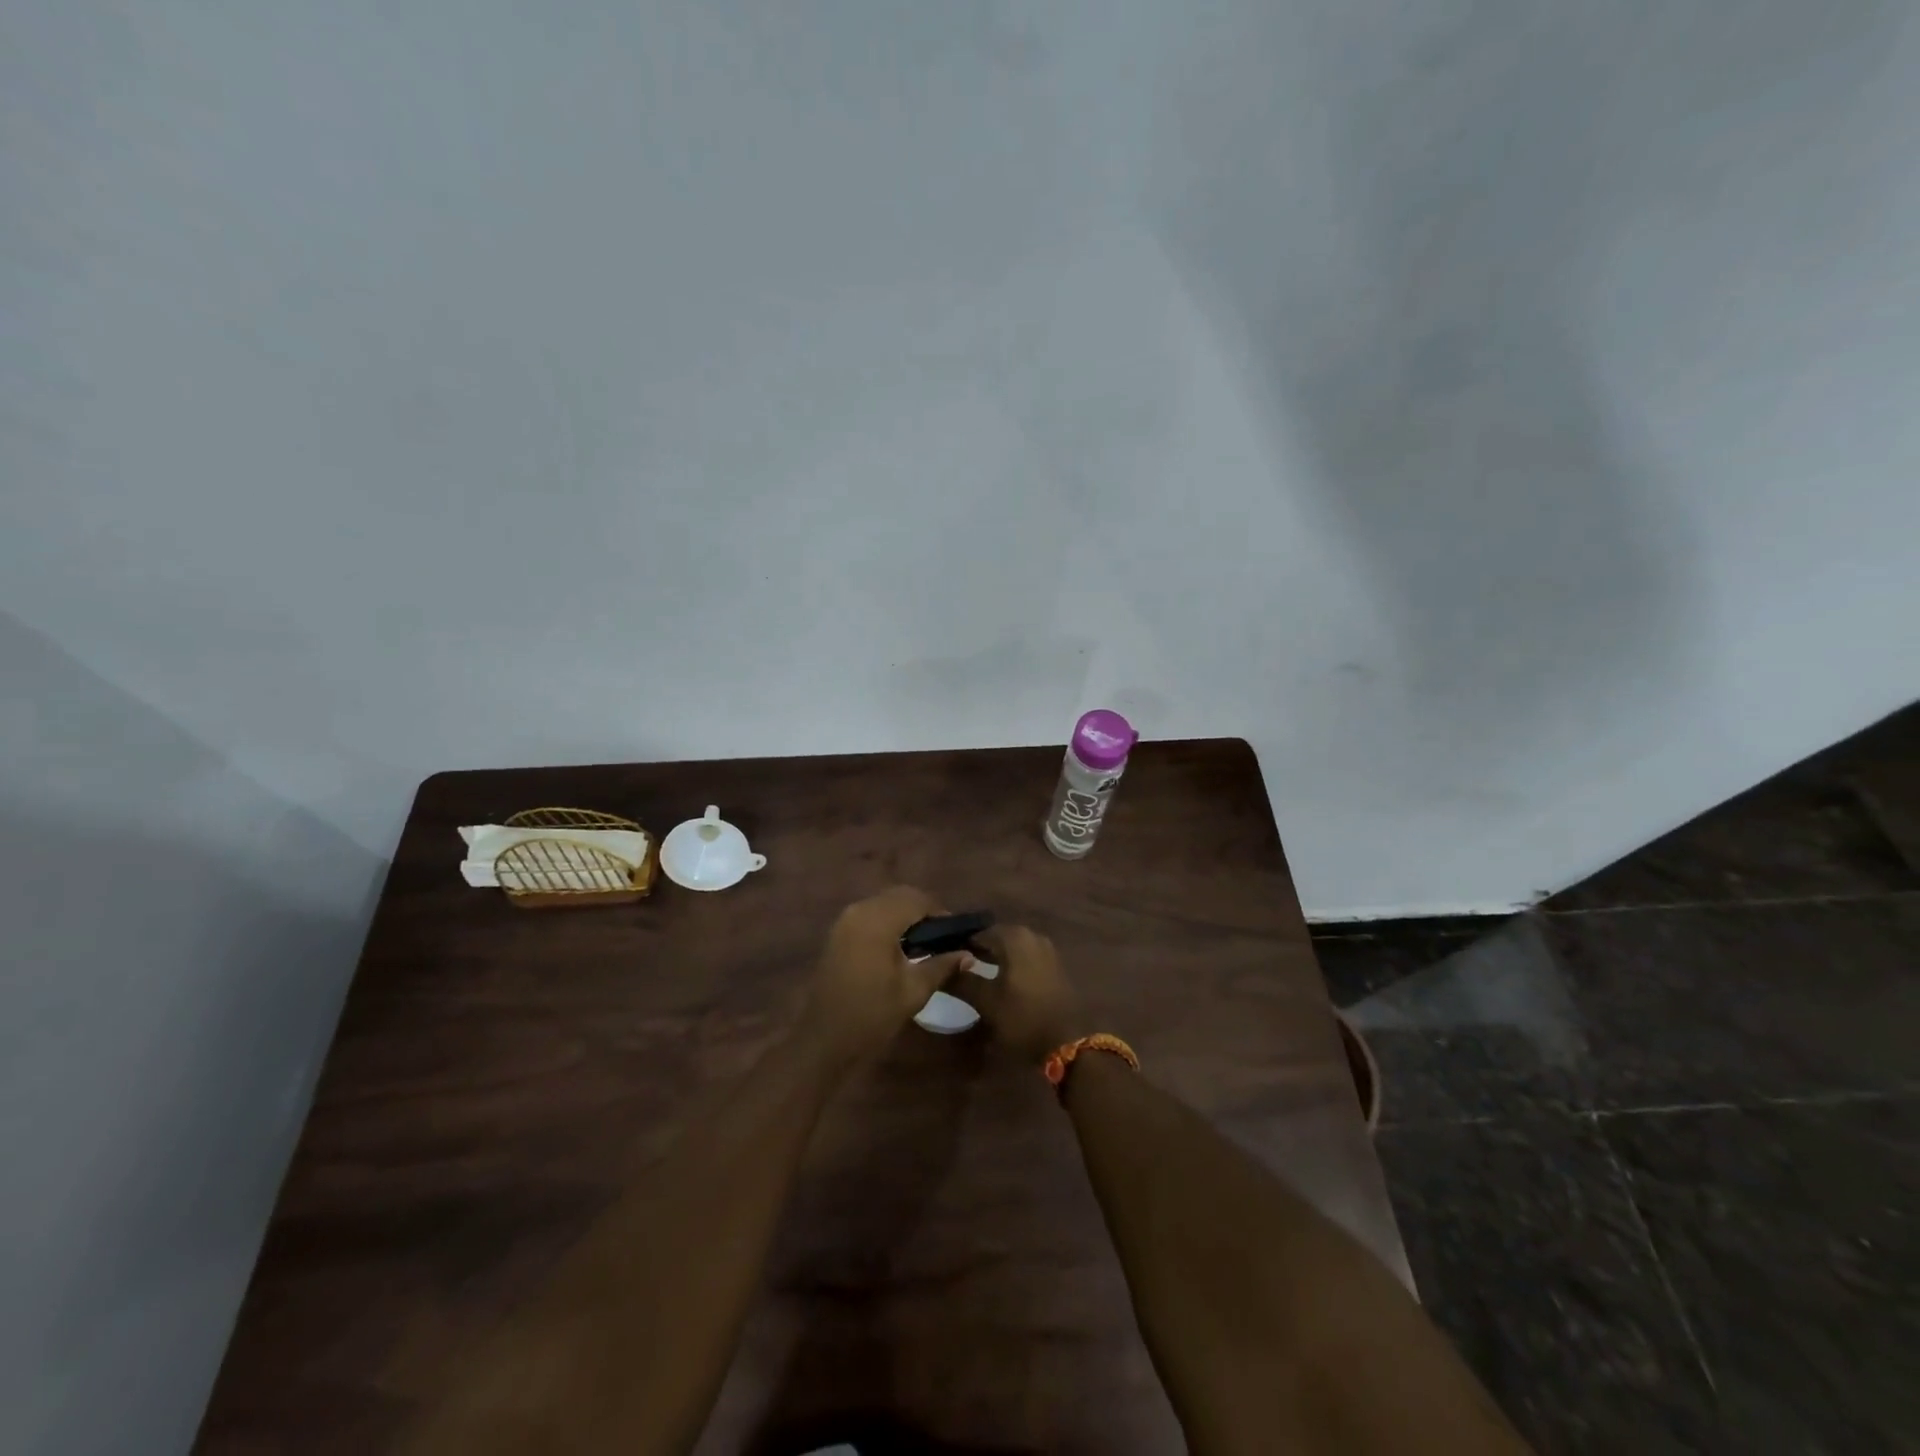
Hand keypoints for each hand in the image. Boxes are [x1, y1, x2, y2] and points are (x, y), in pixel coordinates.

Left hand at [802, 886, 973, 1066]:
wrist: (824, 1040)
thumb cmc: (872, 1015)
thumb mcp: (914, 991)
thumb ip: (942, 965)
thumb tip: (969, 955)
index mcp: (878, 920)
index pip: (917, 900)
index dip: (940, 913)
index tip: (957, 934)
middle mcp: (860, 910)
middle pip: (900, 896)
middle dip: (924, 910)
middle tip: (942, 937)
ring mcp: (845, 920)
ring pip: (884, 902)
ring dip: (906, 914)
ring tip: (924, 943)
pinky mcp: (838, 932)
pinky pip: (870, 914)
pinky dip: (889, 921)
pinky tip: (899, 947)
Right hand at [952, 924, 1085, 1062]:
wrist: (1068, 1042)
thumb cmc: (1023, 1018)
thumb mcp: (987, 1002)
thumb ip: (962, 980)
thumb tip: (943, 965)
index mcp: (1014, 937)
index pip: (978, 932)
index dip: (961, 944)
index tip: (944, 956)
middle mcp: (1032, 935)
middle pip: (997, 937)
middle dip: (978, 949)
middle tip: (958, 965)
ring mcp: (1046, 950)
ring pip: (1012, 947)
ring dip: (995, 957)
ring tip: (976, 973)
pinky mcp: (1054, 966)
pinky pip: (1026, 957)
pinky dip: (1011, 964)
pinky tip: (1000, 980)